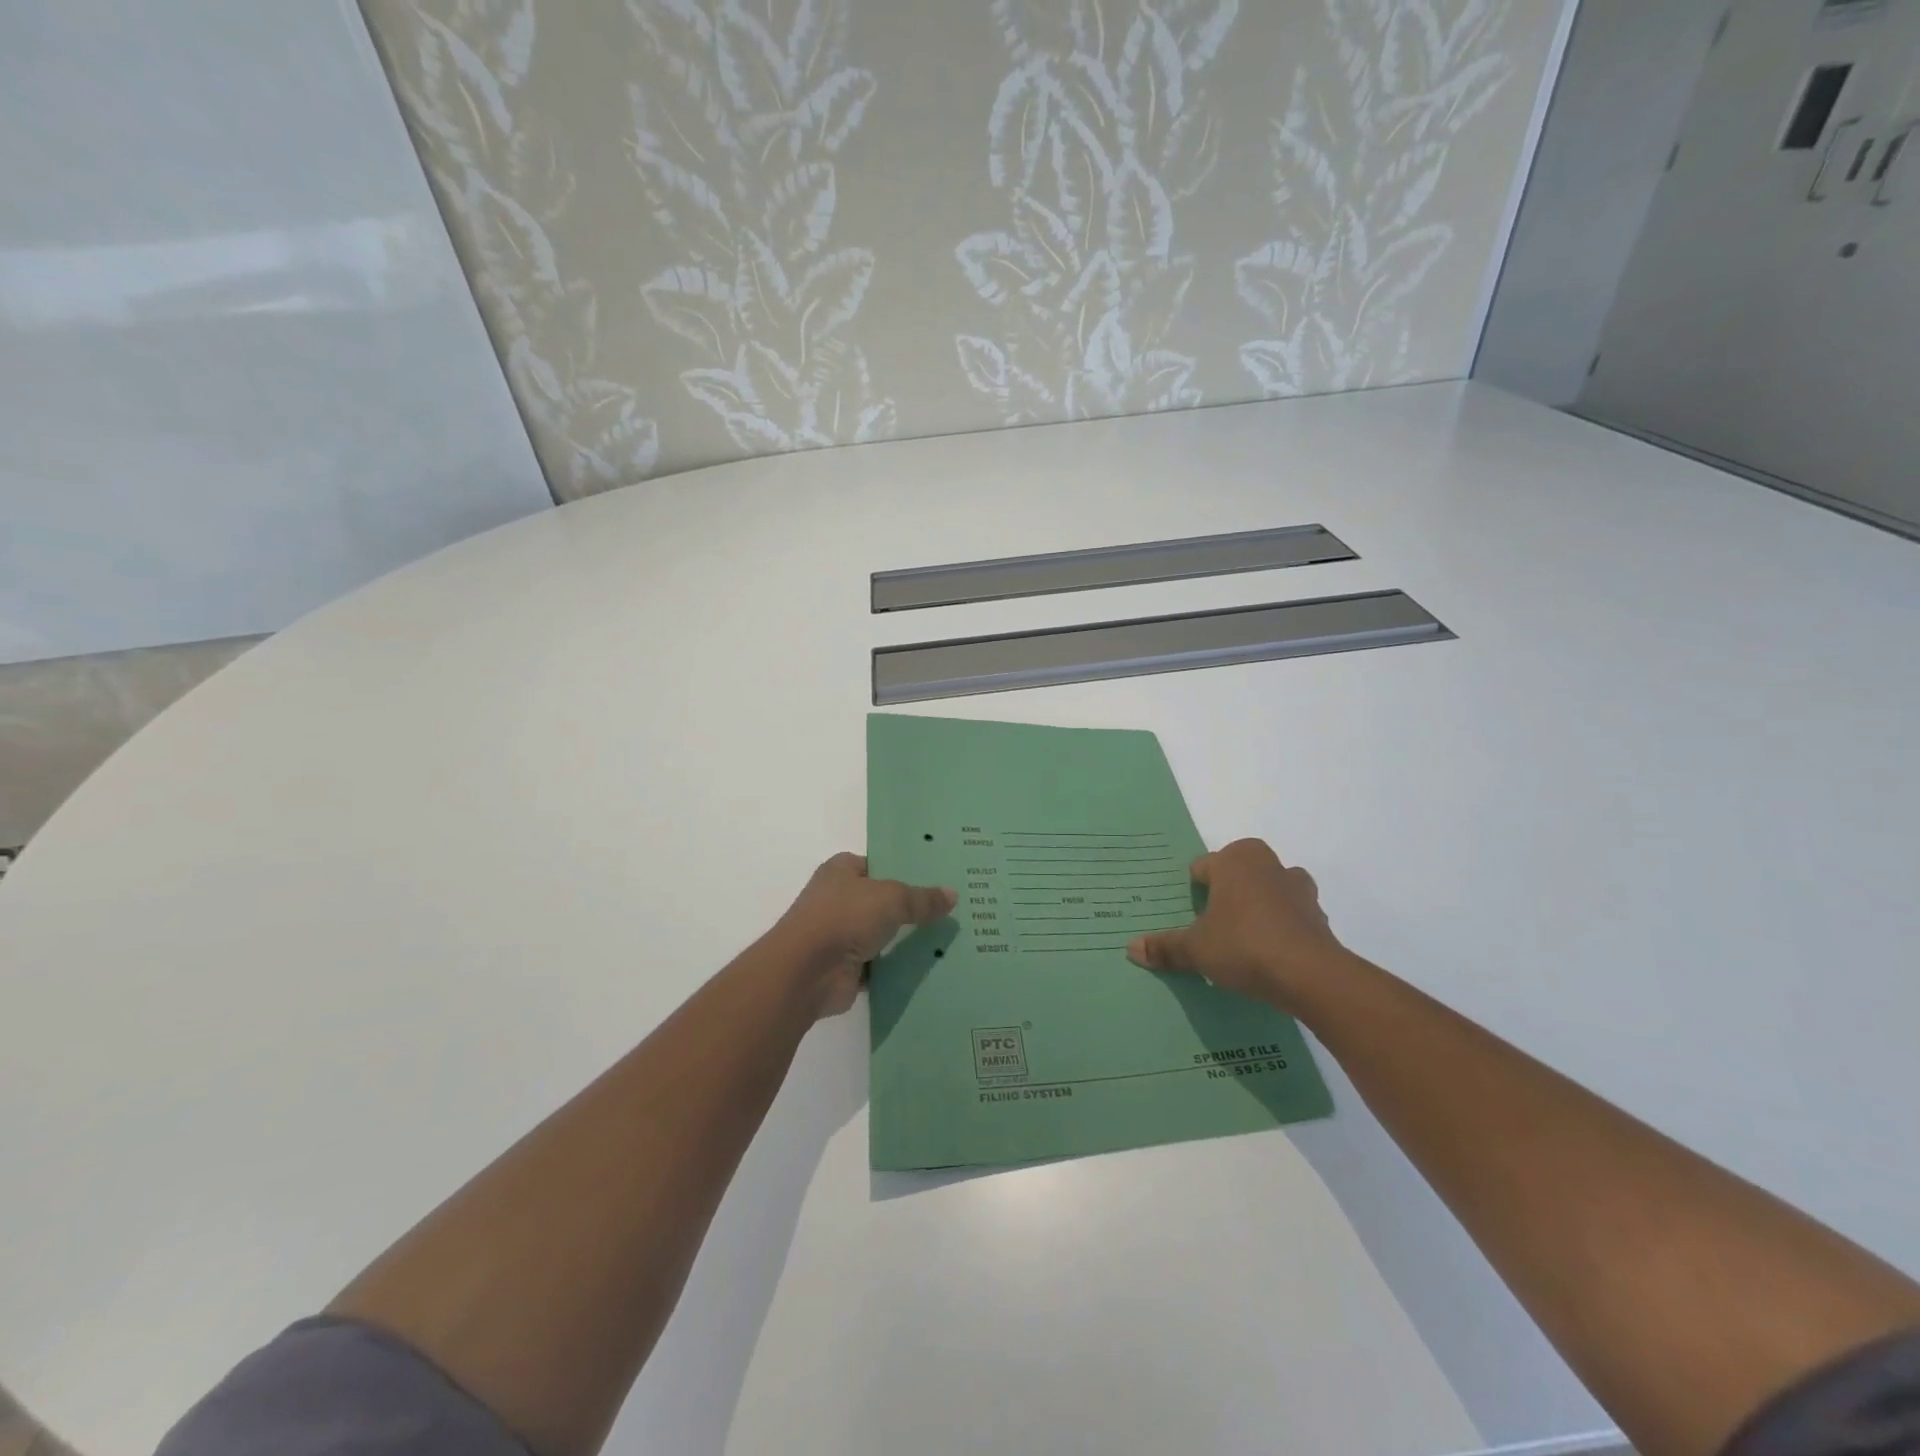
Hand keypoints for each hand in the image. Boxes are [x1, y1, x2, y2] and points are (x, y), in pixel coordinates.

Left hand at [771, 853, 956, 1018]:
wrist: (806, 972)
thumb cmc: (844, 918)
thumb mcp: (892, 898)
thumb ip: (922, 898)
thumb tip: (953, 894)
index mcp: (842, 870)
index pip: (879, 863)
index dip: (906, 868)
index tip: (939, 875)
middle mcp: (838, 899)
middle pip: (883, 899)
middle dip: (912, 906)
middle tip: (952, 908)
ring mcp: (840, 935)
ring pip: (883, 934)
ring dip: (906, 940)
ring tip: (948, 938)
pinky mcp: (845, 967)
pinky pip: (880, 965)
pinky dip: (898, 968)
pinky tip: (930, 966)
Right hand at [1125, 839, 1349, 1012]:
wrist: (1311, 976)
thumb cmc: (1244, 945)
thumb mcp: (1195, 949)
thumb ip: (1165, 947)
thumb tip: (1130, 948)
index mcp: (1235, 861)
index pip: (1203, 867)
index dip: (1193, 890)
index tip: (1188, 914)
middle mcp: (1269, 865)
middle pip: (1239, 872)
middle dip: (1228, 892)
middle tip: (1213, 923)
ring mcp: (1299, 889)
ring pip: (1270, 890)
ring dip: (1259, 907)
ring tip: (1243, 939)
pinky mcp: (1319, 917)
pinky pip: (1292, 915)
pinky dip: (1282, 928)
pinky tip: (1270, 954)